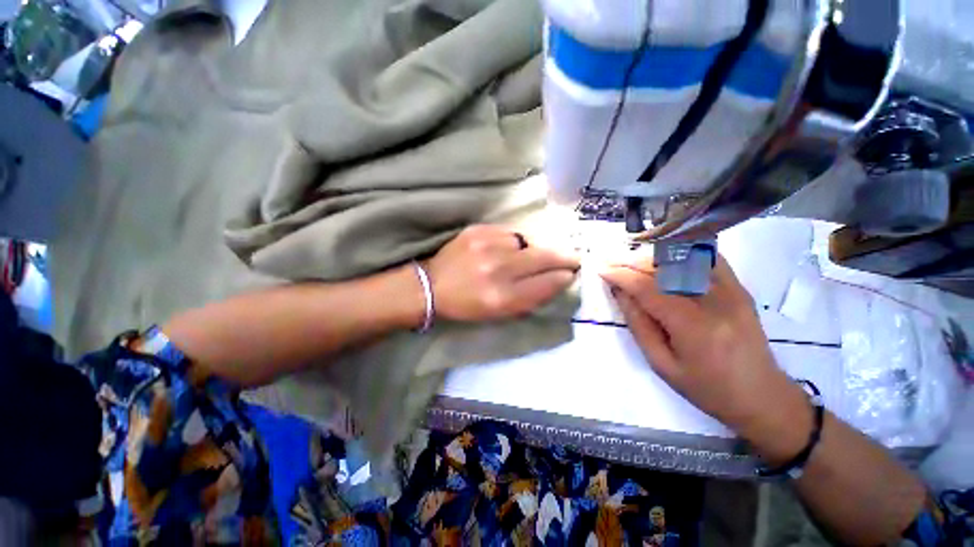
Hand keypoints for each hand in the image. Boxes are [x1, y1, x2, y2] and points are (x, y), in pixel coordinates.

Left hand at [426, 225, 579, 321]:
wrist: (432, 285)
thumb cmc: (466, 305)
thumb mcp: (500, 313)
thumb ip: (530, 298)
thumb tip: (557, 279)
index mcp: (502, 298)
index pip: (546, 283)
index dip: (563, 277)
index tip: (572, 272)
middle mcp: (497, 270)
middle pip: (543, 257)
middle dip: (563, 257)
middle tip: (573, 257)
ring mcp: (487, 246)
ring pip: (526, 242)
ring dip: (531, 250)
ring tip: (524, 258)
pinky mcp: (477, 231)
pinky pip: (508, 233)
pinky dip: (513, 242)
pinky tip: (506, 249)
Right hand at [600, 256, 811, 461]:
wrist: (763, 396)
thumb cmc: (707, 389)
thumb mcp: (662, 364)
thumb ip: (639, 324)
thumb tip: (620, 293)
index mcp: (693, 326)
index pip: (648, 288)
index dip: (621, 275)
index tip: (600, 268)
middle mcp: (714, 301)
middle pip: (664, 269)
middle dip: (631, 261)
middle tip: (610, 261)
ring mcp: (731, 290)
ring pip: (683, 260)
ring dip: (651, 257)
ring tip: (630, 262)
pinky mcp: (739, 288)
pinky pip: (707, 259)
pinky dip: (682, 254)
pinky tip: (664, 258)